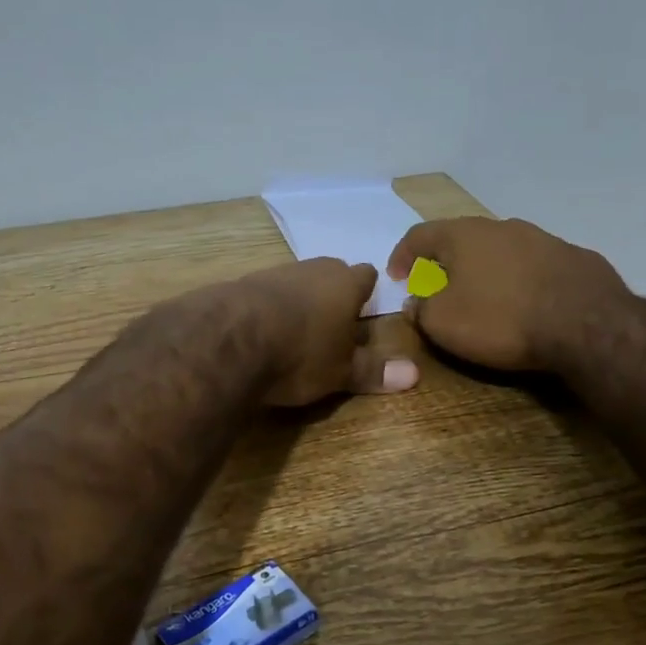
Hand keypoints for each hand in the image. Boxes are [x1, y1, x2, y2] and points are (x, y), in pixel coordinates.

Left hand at [236, 258, 420, 405]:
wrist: (230, 339)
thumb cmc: (300, 354)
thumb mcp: (341, 371)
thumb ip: (373, 371)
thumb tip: (414, 374)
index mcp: (345, 284)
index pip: (366, 276)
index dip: (367, 292)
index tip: (366, 309)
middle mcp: (312, 269)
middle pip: (330, 273)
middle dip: (333, 294)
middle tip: (333, 323)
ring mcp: (274, 274)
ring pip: (296, 282)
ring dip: (298, 300)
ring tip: (296, 330)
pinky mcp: (241, 285)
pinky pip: (264, 294)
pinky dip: (267, 308)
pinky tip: (261, 330)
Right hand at [386, 217, 633, 372]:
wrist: (587, 325)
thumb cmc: (501, 320)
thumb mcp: (443, 323)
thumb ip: (421, 309)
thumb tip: (416, 302)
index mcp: (463, 235)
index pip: (419, 235)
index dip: (402, 256)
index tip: (396, 278)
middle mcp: (502, 227)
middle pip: (461, 239)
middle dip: (444, 262)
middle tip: (436, 287)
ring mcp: (543, 239)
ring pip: (500, 250)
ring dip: (484, 269)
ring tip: (482, 296)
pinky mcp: (574, 258)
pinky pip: (533, 266)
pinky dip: (518, 280)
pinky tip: (523, 303)